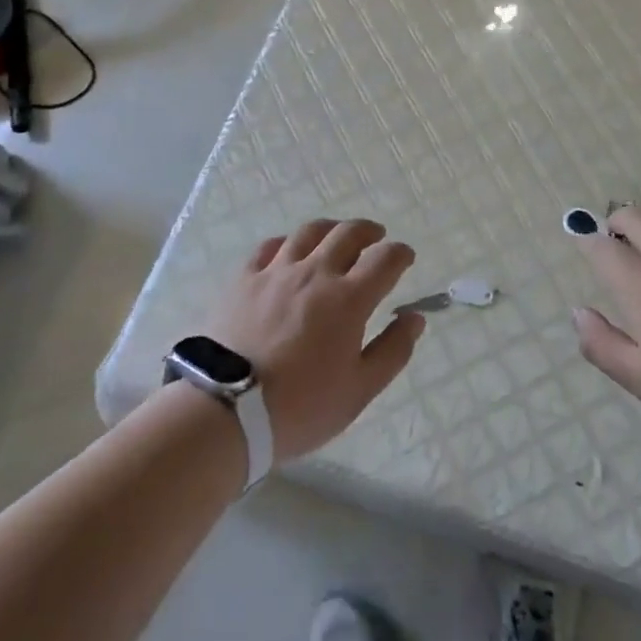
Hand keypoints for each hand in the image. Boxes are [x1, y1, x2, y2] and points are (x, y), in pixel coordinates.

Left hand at [206, 218, 424, 460]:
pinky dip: (288, 243)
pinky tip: (288, 252)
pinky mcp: (243, 279)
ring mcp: (276, 272)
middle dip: (369, 231)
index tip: (405, 258)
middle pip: (347, 233)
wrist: (226, 411)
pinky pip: (269, 246)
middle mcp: (315, 273)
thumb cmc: (300, 406)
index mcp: (348, 298)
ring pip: (309, 232)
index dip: (400, 254)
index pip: (385, 259)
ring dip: (331, 229)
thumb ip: (393, 350)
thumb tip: (415, 318)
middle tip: (376, 238)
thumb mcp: (359, 390)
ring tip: (336, 237)